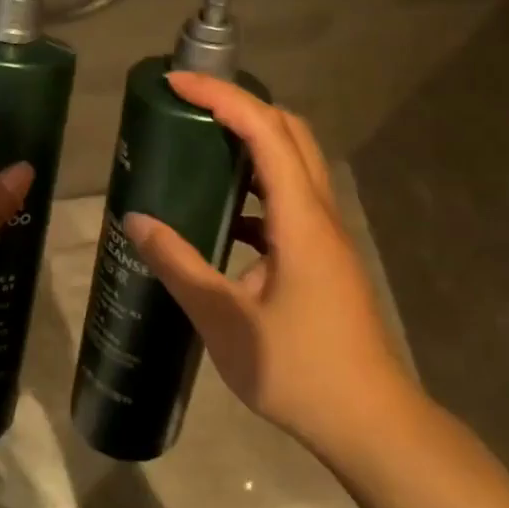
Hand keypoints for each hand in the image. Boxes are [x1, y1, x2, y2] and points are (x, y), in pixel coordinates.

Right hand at [121, 73, 420, 459]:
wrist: (371, 423)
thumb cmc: (300, 372)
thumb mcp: (225, 321)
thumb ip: (179, 266)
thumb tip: (137, 221)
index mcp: (301, 219)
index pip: (266, 131)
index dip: (223, 98)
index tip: (177, 85)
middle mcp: (320, 214)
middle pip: (290, 132)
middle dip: (241, 106)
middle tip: (190, 107)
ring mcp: (327, 236)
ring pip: (294, 164)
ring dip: (251, 143)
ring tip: (201, 147)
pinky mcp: (324, 257)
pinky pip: (289, 202)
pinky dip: (256, 189)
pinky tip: (223, 217)